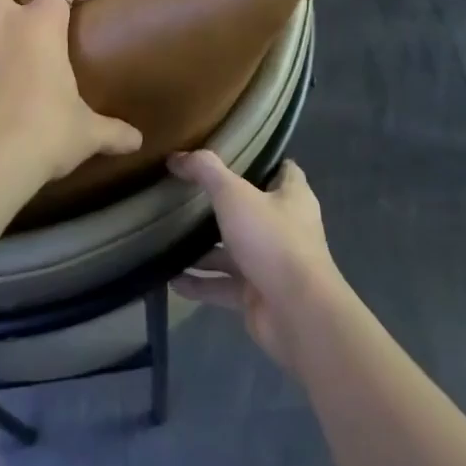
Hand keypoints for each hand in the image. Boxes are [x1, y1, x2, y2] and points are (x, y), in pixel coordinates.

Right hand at [169, 151, 345, 371]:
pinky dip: (200, 283)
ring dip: (204, 249)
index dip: (260, 160)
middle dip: (222, 205)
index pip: (282, 169)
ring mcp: (271, 263)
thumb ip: (206, 171)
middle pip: (252, 210)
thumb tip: (177, 156)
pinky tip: (171, 279)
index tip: (230, 153)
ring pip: (234, 250)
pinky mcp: (257, 294)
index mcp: (292, 197)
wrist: (296, 313)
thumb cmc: (272, 240)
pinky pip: (223, 285)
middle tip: (186, 194)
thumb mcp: (234, 195)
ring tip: (169, 238)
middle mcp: (285, 227)